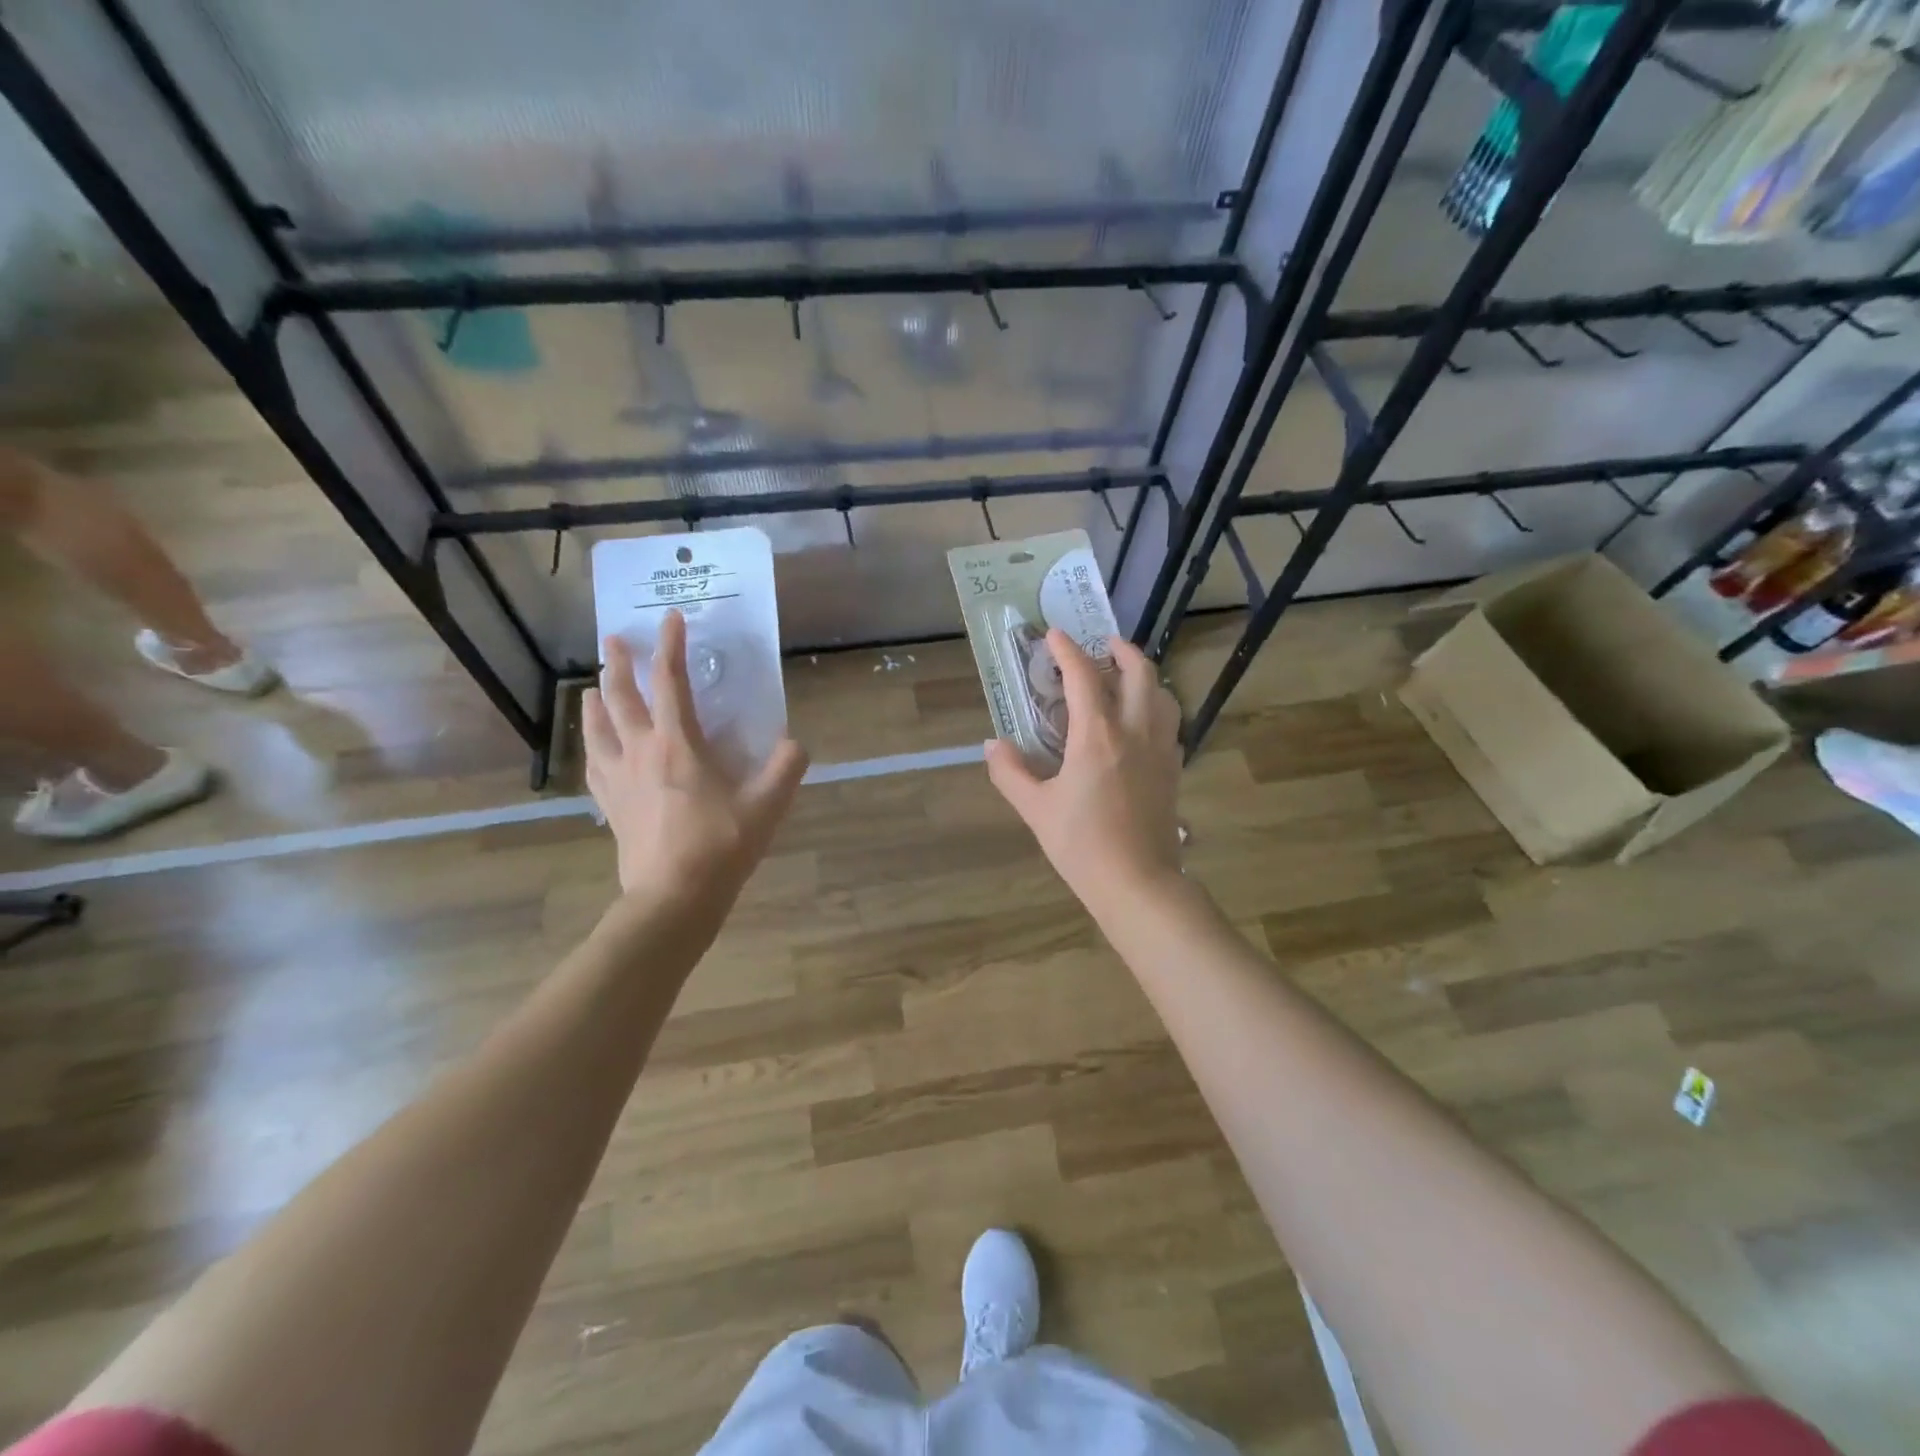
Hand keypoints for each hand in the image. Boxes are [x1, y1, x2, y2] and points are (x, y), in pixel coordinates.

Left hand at [584, 610, 808, 908]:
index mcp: (678, 744)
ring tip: (593, 687)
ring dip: (595, 700)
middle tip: (615, 639)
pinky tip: (593, 748)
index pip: (670, 681)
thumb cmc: (720, 845)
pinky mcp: (610, 805)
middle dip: (618, 663)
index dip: (671, 645)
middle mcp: (640, 751)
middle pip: (620, 696)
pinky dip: (591, 746)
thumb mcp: (767, 805)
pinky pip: (593, 765)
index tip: (671, 618)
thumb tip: (796, 745)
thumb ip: (786, 768)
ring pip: (597, 728)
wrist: (673, 898)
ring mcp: (618, 779)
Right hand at [985, 630, 1183, 911]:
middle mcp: (1135, 731)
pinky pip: (1170, 723)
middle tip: (1103, 645)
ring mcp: (1160, 749)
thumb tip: (993, 744)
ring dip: (1144, 675)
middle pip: (1139, 672)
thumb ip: (1010, 772)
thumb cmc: (1082, 844)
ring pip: (1163, 694)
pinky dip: (1156, 707)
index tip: (1054, 635)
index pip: (1084, 676)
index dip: (1067, 650)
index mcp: (1097, 735)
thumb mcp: (1035, 809)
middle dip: (1121, 650)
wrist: (1138, 882)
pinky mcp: (1173, 769)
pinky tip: (1142, 722)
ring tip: (1125, 677)